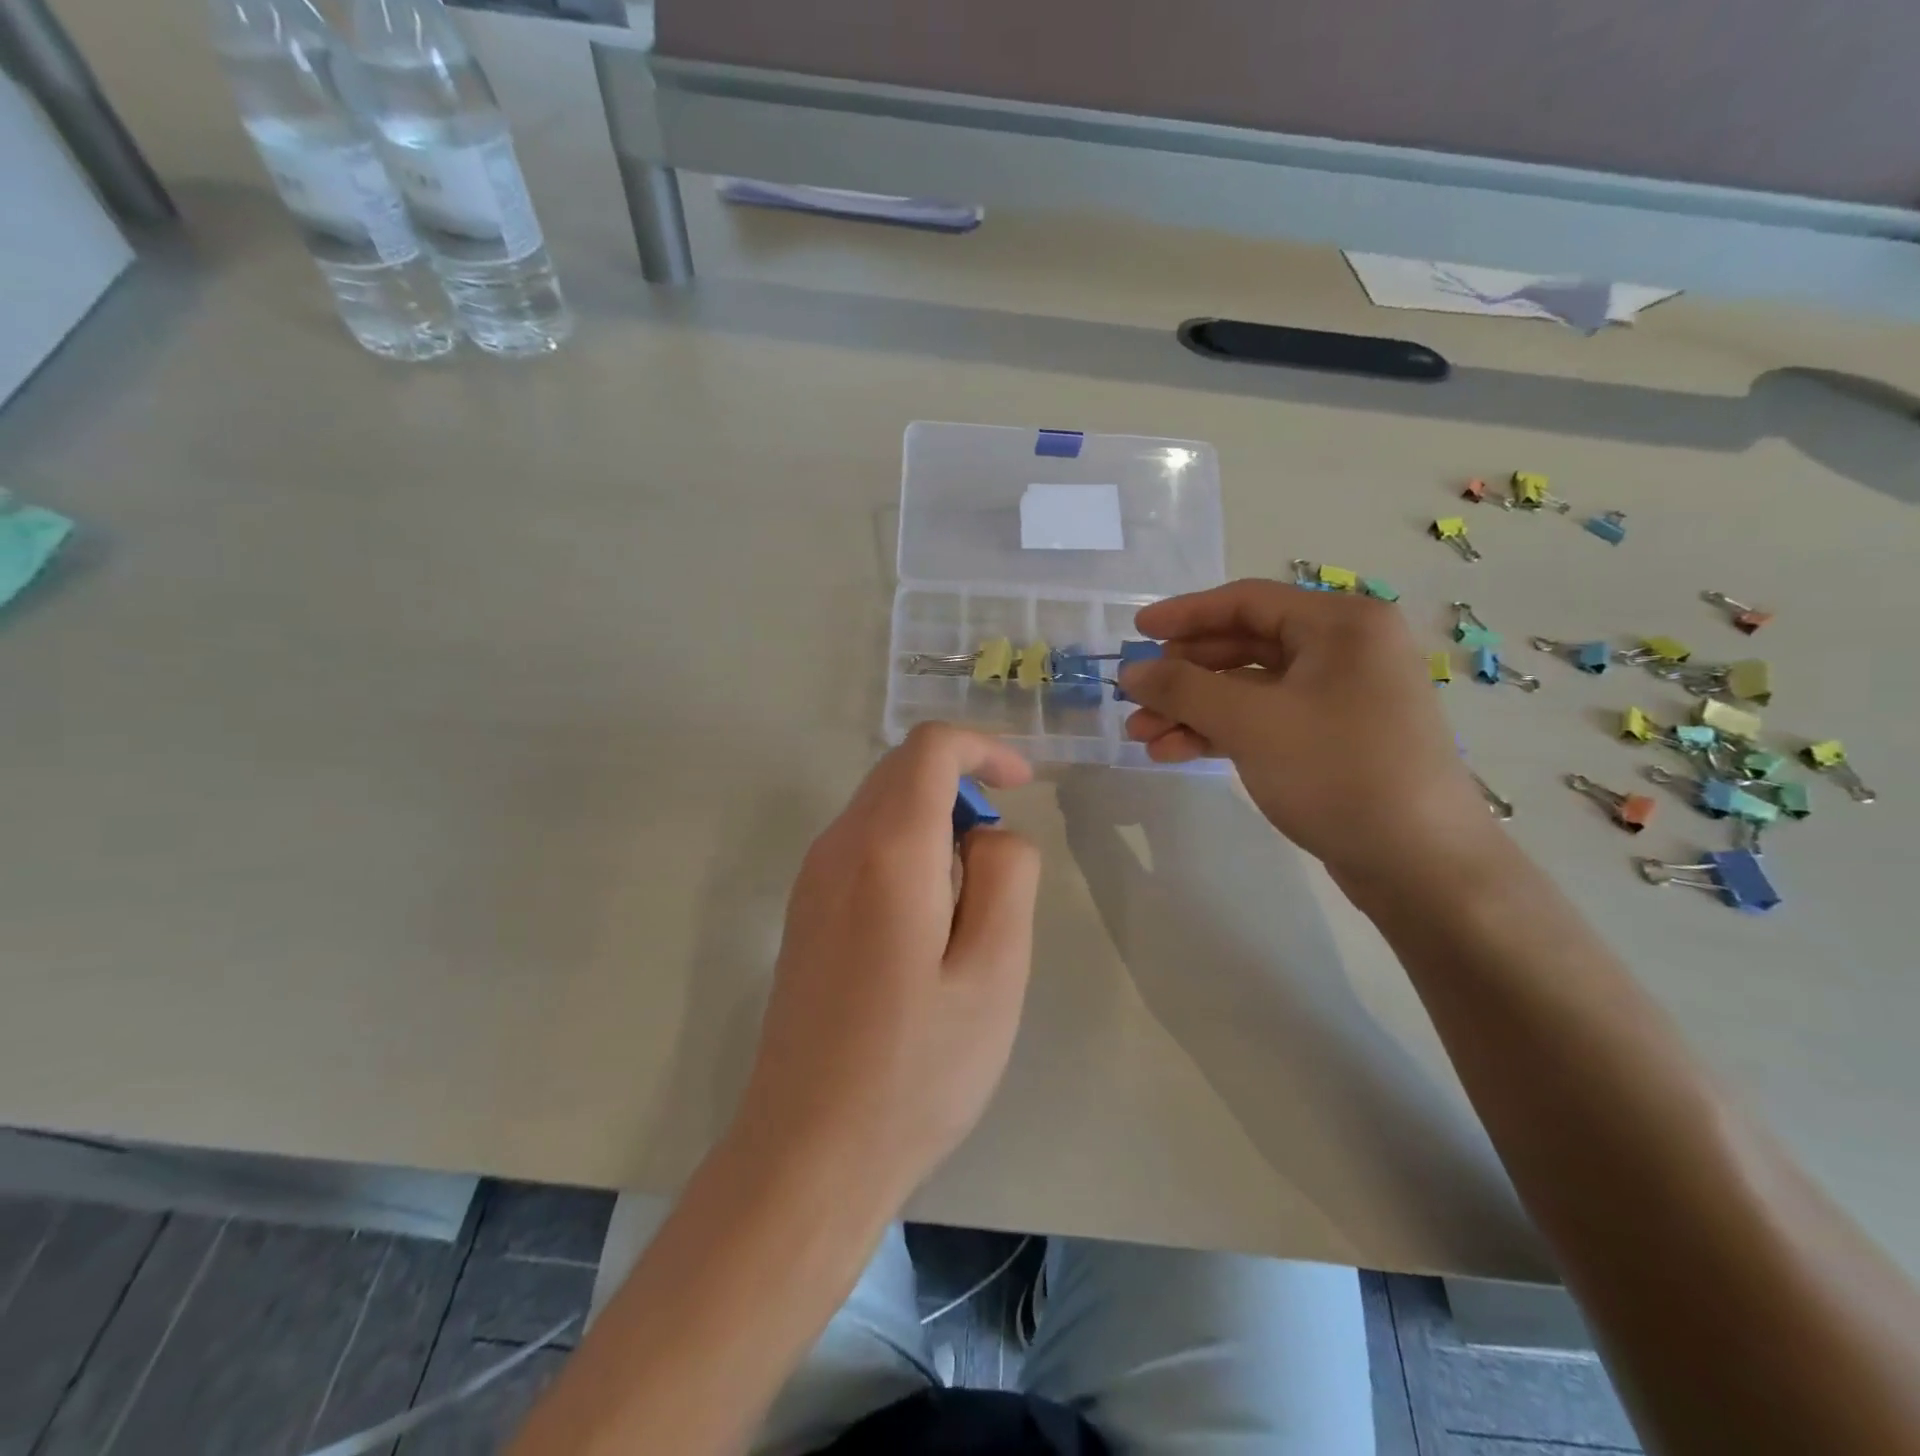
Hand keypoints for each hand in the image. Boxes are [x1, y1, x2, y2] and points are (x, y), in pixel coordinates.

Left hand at [730, 724, 1041, 1212]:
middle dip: (963, 790)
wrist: (808, 1153)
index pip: (929, 748)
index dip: (983, 749)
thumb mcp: (996, 972)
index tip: (1023, 786)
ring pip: (882, 809)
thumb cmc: (916, 1070)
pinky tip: (925, 932)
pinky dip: (907, 855)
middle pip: (902, 771)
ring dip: (936, 828)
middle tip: (1000, 869)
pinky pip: (863, 848)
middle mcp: (836, 848)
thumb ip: (1008, 876)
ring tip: (966, 914)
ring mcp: (811, 880)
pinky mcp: (804, 913)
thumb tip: (989, 833)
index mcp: (886, 851)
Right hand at [1120, 580, 1498, 884]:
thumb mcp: (1251, 723)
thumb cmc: (1338, 772)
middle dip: (1183, 675)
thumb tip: (1131, 671)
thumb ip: (1183, 689)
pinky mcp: (1332, 739)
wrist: (1420, 865)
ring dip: (1193, 709)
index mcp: (1341, 624)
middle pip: (1244, 646)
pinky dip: (1220, 732)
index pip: (1247, 601)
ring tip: (1142, 737)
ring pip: (1249, 690)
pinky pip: (1264, 721)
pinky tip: (1175, 752)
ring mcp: (1340, 697)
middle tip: (1135, 698)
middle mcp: (1345, 650)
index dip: (1184, 615)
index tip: (1135, 632)